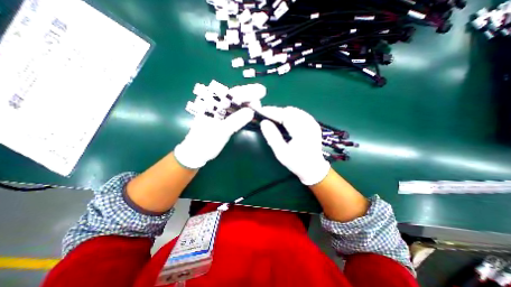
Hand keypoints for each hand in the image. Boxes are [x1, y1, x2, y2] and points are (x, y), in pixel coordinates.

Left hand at [175, 83, 265, 168]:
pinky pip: (238, 111)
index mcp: (213, 103)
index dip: (248, 91)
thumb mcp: (220, 132)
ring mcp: (222, 111)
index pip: (232, 93)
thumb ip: (234, 121)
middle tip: (260, 107)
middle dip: (251, 98)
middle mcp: (218, 104)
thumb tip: (251, 112)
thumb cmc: (206, 142)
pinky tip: (253, 114)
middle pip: (237, 96)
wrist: (197, 152)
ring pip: (239, 103)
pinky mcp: (226, 118)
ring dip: (250, 105)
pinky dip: (246, 112)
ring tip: (259, 111)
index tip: (262, 91)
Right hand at [261, 106, 329, 184]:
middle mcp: (309, 124)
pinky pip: (299, 114)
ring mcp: (313, 123)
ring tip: (273, 118)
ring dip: (282, 112)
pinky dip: (289, 114)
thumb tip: (264, 122)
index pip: (285, 115)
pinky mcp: (313, 124)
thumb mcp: (281, 153)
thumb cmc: (297, 162)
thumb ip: (272, 137)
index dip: (272, 111)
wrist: (314, 168)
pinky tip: (284, 120)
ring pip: (294, 111)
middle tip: (265, 116)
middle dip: (276, 111)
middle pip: (290, 110)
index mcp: (302, 131)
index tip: (260, 111)